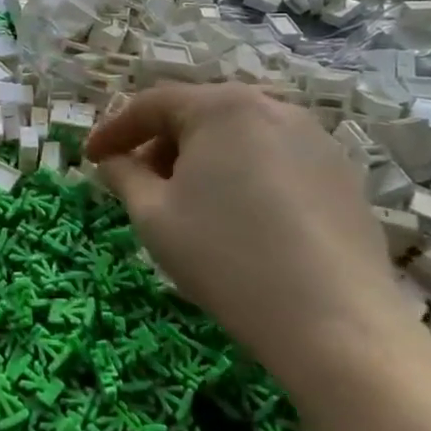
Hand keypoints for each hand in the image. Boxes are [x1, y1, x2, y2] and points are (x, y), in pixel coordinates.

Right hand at [85, 84, 413, 383]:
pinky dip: (243, 175)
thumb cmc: (227, 258)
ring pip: (238, 136)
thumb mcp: (154, 215)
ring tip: (186, 202)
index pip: (152, 105)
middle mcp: (272, 106)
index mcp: (222, 106)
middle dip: (159, 145)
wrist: (337, 325)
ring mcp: (315, 139)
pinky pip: (274, 159)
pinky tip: (239, 218)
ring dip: (201, 160)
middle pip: (198, 115)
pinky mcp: (341, 174)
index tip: (89, 159)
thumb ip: (123, 175)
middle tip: (136, 182)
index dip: (114, 130)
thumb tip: (114, 160)